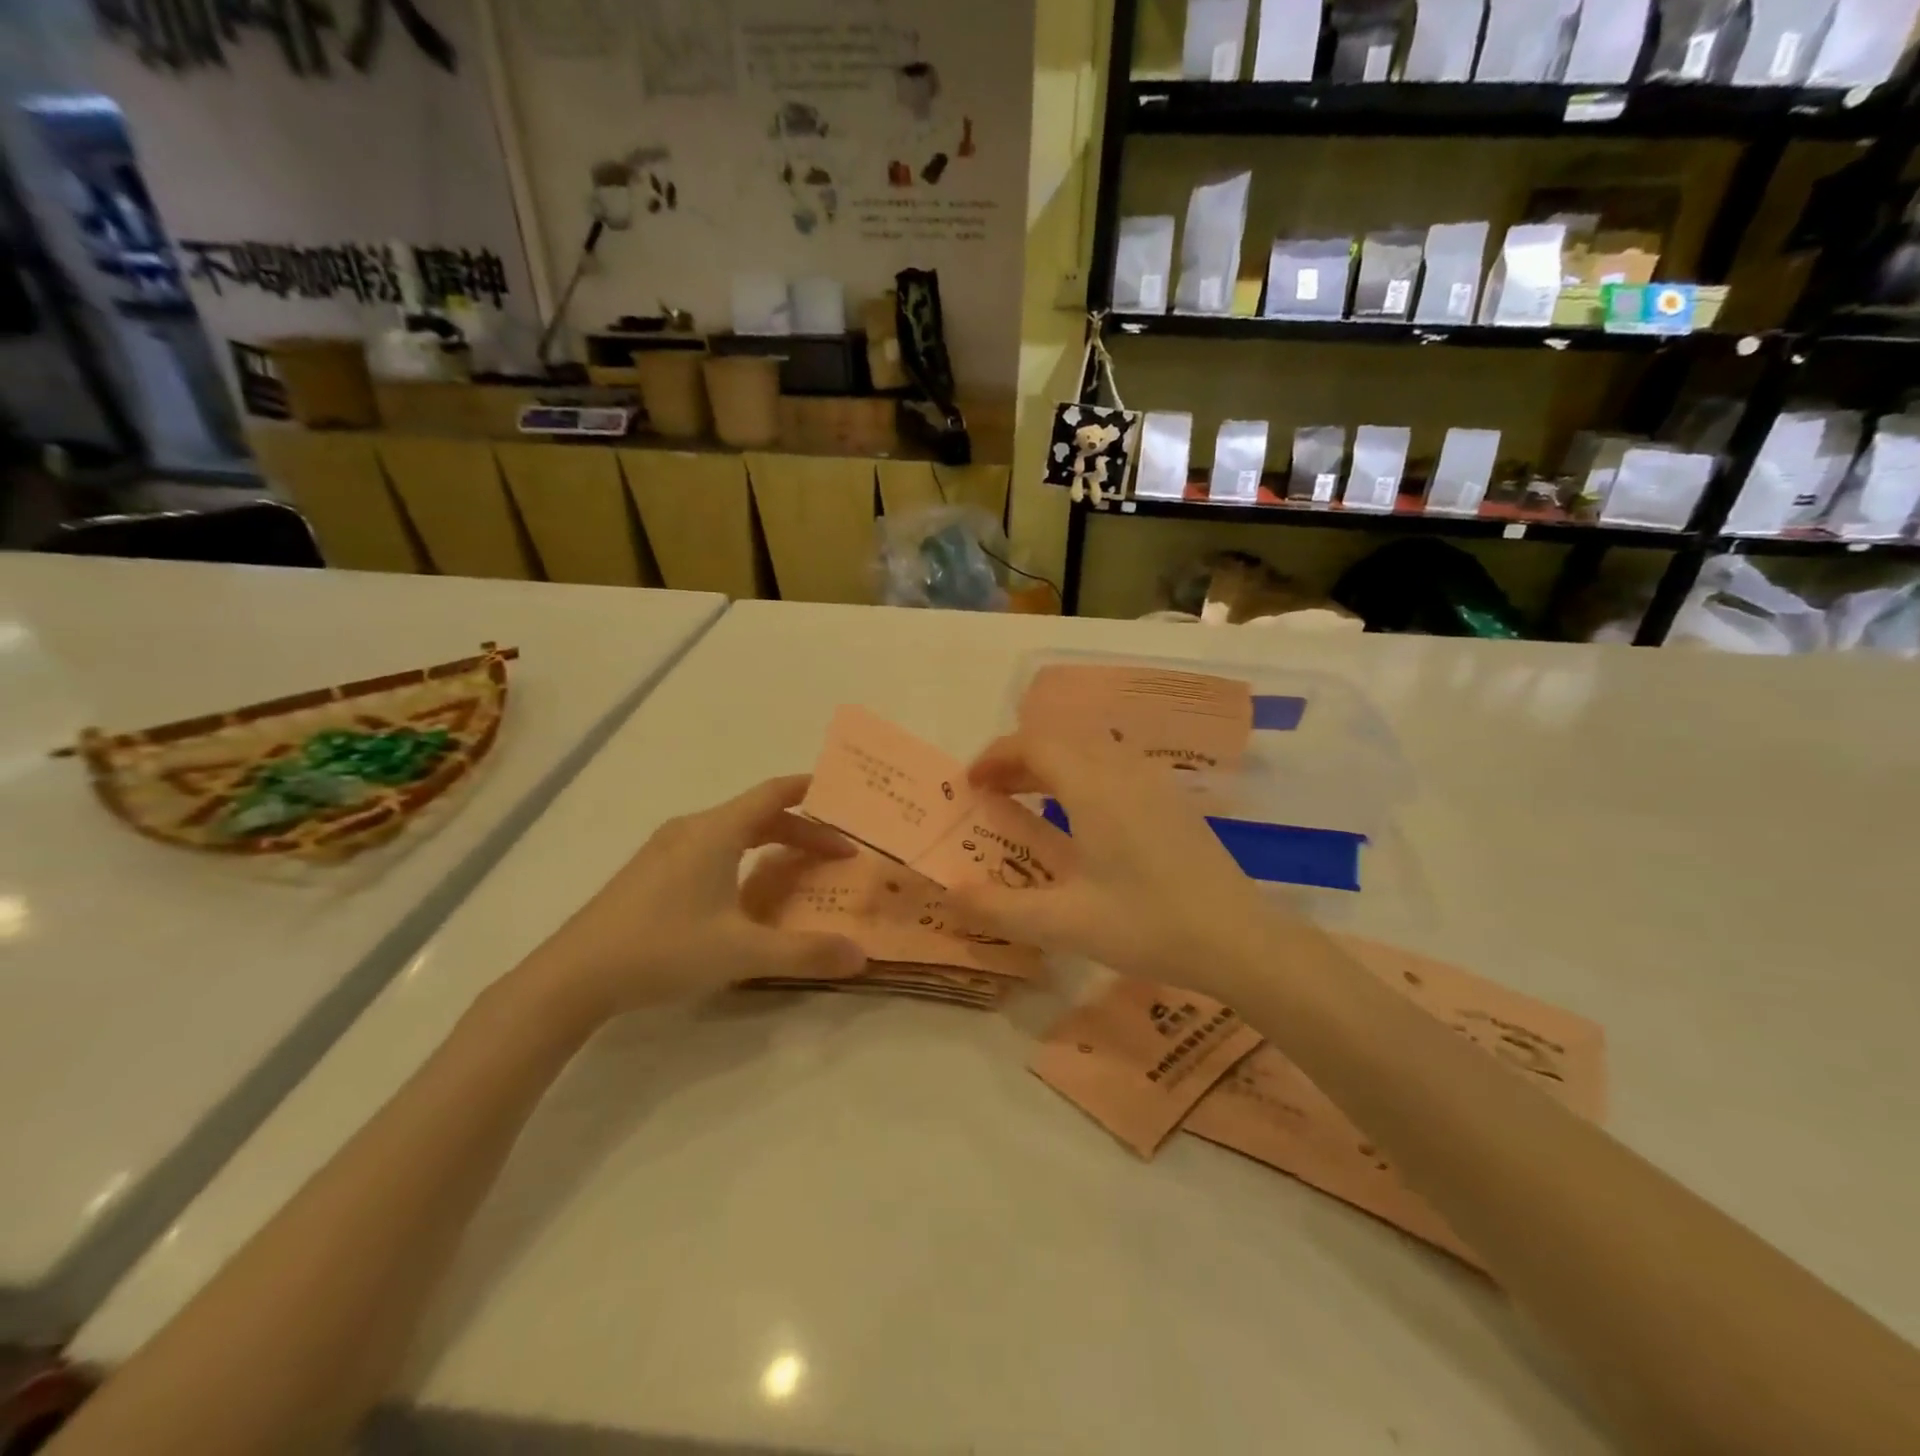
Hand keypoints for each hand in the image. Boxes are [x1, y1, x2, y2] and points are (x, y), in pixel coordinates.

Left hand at [523, 776, 865, 1020]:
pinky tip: (745, 893)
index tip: (847, 797)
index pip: (775, 793)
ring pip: (733, 832)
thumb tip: (862, 956)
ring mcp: (666, 849)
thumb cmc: (662, 949)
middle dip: (802, 830)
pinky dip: (744, 857)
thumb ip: (804, 952)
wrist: (571, 977)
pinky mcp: (650, 872)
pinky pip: (711, 848)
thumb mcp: (741, 952)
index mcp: (716, 831)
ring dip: (772, 843)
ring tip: (799, 869)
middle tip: (838, 854)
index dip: (813, 791)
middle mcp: (692, 829)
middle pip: (759, 814)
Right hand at [942, 732, 1277, 993]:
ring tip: (1026, 798)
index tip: (970, 784)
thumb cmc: (1148, 926)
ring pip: (1089, 748)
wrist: (1239, 940)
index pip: (1034, 744)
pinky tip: (1078, 815)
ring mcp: (1153, 782)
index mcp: (1094, 789)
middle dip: (1017, 757)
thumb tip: (950, 893)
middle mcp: (1123, 771)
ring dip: (1050, 762)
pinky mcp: (1171, 799)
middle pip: (1060, 739)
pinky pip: (1113, 764)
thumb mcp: (1065, 924)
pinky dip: (1080, 772)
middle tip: (990, 791)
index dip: (996, 756)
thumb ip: (1000, 907)